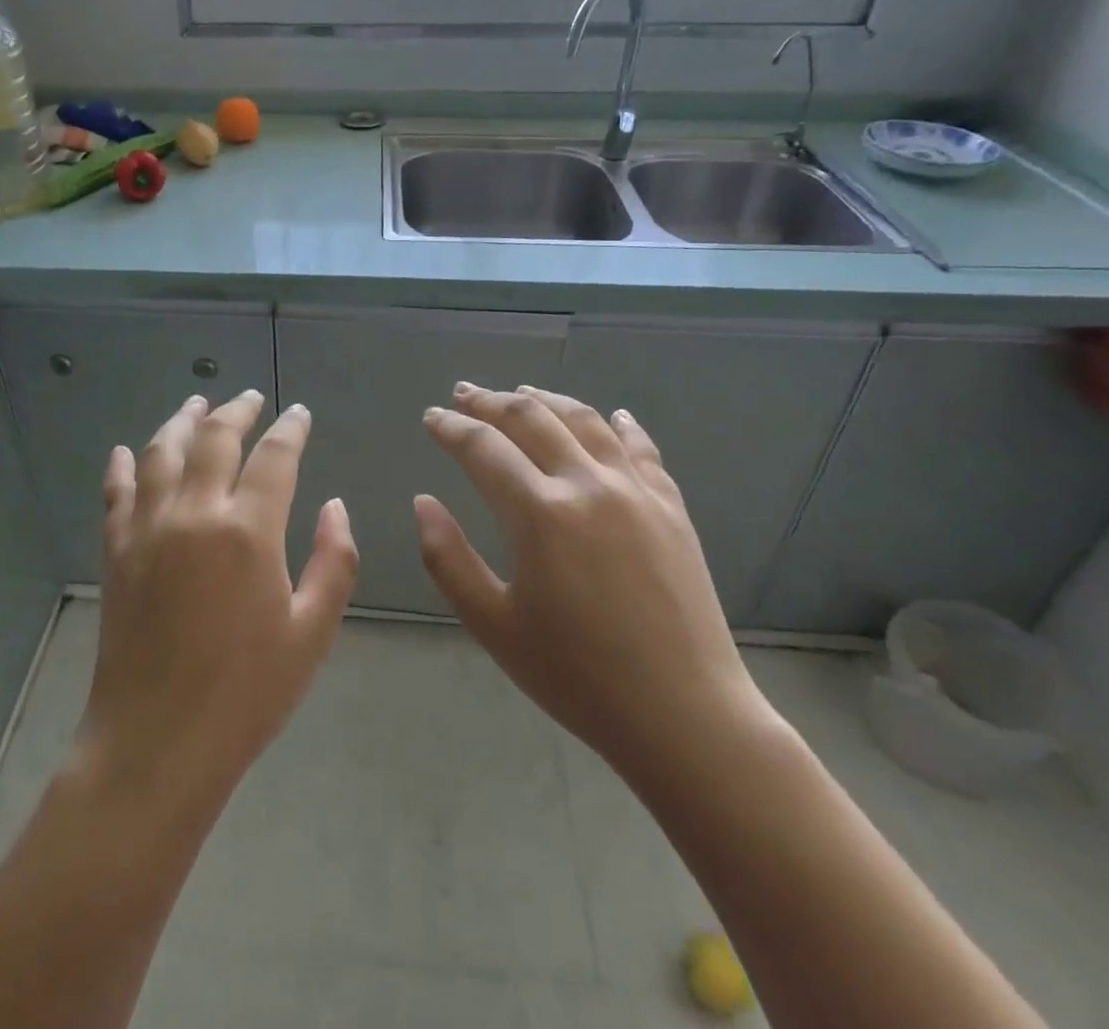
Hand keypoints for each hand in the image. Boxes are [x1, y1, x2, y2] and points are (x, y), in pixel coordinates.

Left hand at [77, 391, 358, 813]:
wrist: (157, 741)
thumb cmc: (247, 692)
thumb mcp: (312, 631)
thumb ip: (333, 561)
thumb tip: (334, 505)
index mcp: (248, 530)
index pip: (275, 457)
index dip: (290, 429)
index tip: (298, 413)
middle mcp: (194, 513)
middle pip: (215, 439)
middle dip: (236, 411)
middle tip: (249, 398)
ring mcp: (148, 528)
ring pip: (162, 452)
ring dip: (181, 421)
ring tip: (196, 404)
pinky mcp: (117, 551)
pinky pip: (117, 492)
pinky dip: (123, 465)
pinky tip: (127, 450)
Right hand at [416, 384, 768, 783]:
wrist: (686, 717)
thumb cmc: (578, 677)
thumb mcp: (493, 625)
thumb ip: (448, 558)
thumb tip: (423, 502)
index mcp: (541, 514)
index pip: (483, 448)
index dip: (451, 428)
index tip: (431, 417)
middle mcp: (588, 485)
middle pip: (531, 419)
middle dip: (490, 401)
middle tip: (464, 393)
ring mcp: (637, 491)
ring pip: (584, 421)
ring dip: (546, 400)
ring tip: (521, 391)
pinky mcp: (671, 507)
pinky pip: (641, 448)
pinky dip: (618, 424)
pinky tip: (610, 415)